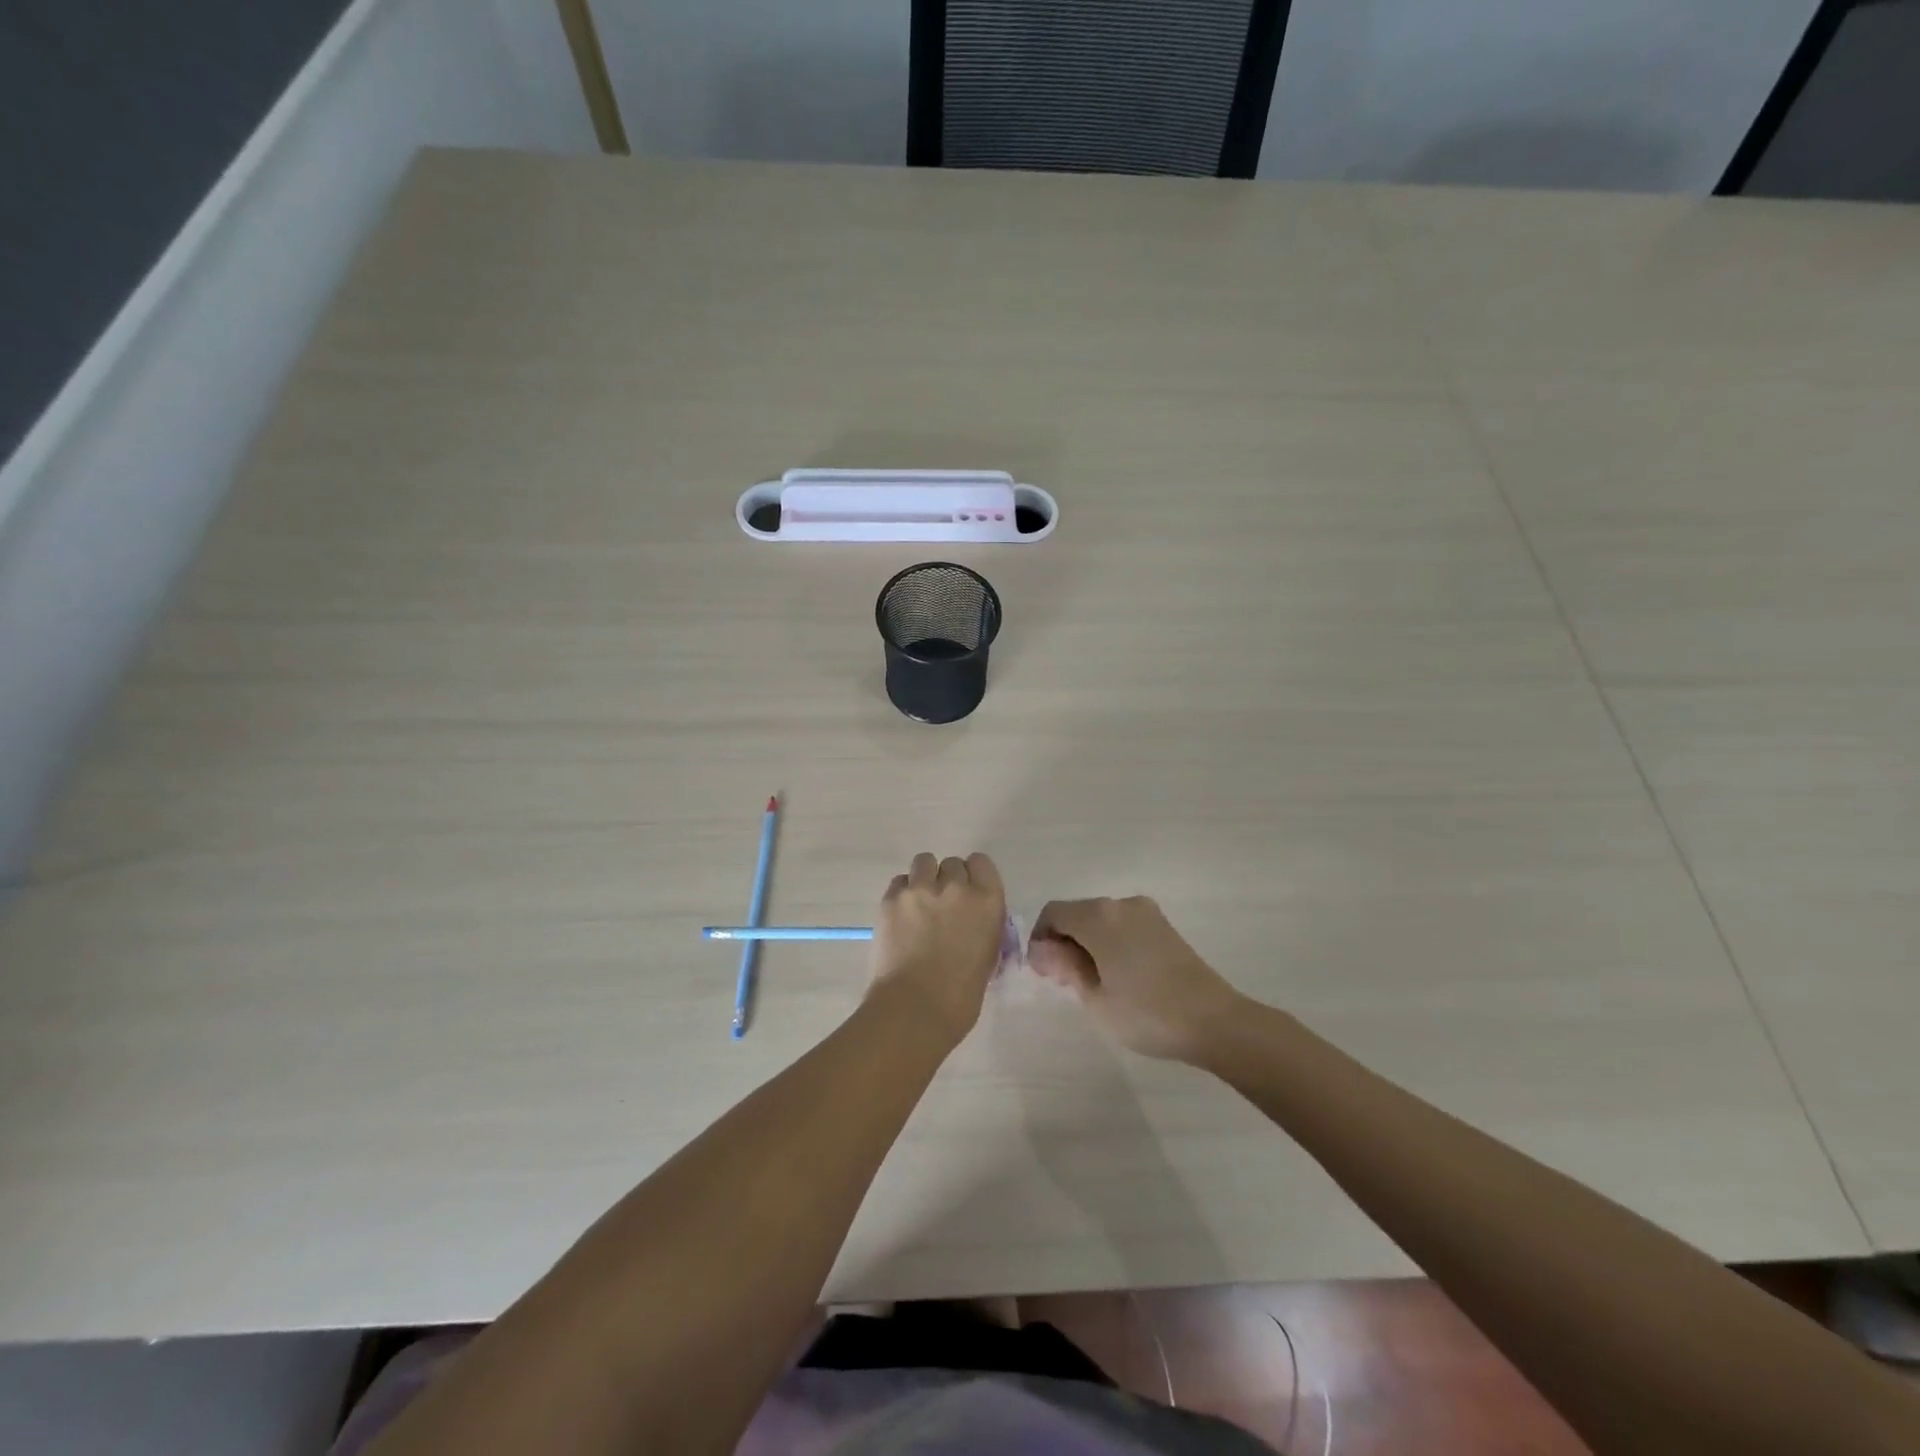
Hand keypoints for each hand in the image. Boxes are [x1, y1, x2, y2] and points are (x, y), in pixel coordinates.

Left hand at [868, 852, 1007, 1046]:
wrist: (915, 1009)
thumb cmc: (960, 997)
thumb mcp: (987, 956)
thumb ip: (982, 927)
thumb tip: (972, 921)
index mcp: (987, 901)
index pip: (981, 863)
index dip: (973, 876)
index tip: (968, 893)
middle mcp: (956, 887)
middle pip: (952, 864)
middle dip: (948, 881)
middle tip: (941, 907)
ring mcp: (921, 890)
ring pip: (924, 862)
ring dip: (924, 879)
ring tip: (918, 904)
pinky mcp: (892, 898)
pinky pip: (899, 881)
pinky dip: (902, 894)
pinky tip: (901, 916)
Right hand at [1028, 896, 1245, 1061]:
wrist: (1214, 1021)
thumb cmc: (1147, 1013)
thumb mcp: (1095, 997)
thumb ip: (1064, 966)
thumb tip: (1040, 949)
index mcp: (1099, 916)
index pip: (1053, 913)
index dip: (1040, 939)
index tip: (1045, 973)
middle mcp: (1120, 904)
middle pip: (1077, 913)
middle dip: (1064, 941)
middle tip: (1066, 983)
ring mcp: (1146, 912)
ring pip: (1100, 920)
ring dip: (1088, 943)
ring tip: (1095, 983)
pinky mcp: (1163, 926)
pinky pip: (1123, 926)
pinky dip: (1111, 943)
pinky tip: (1121, 976)